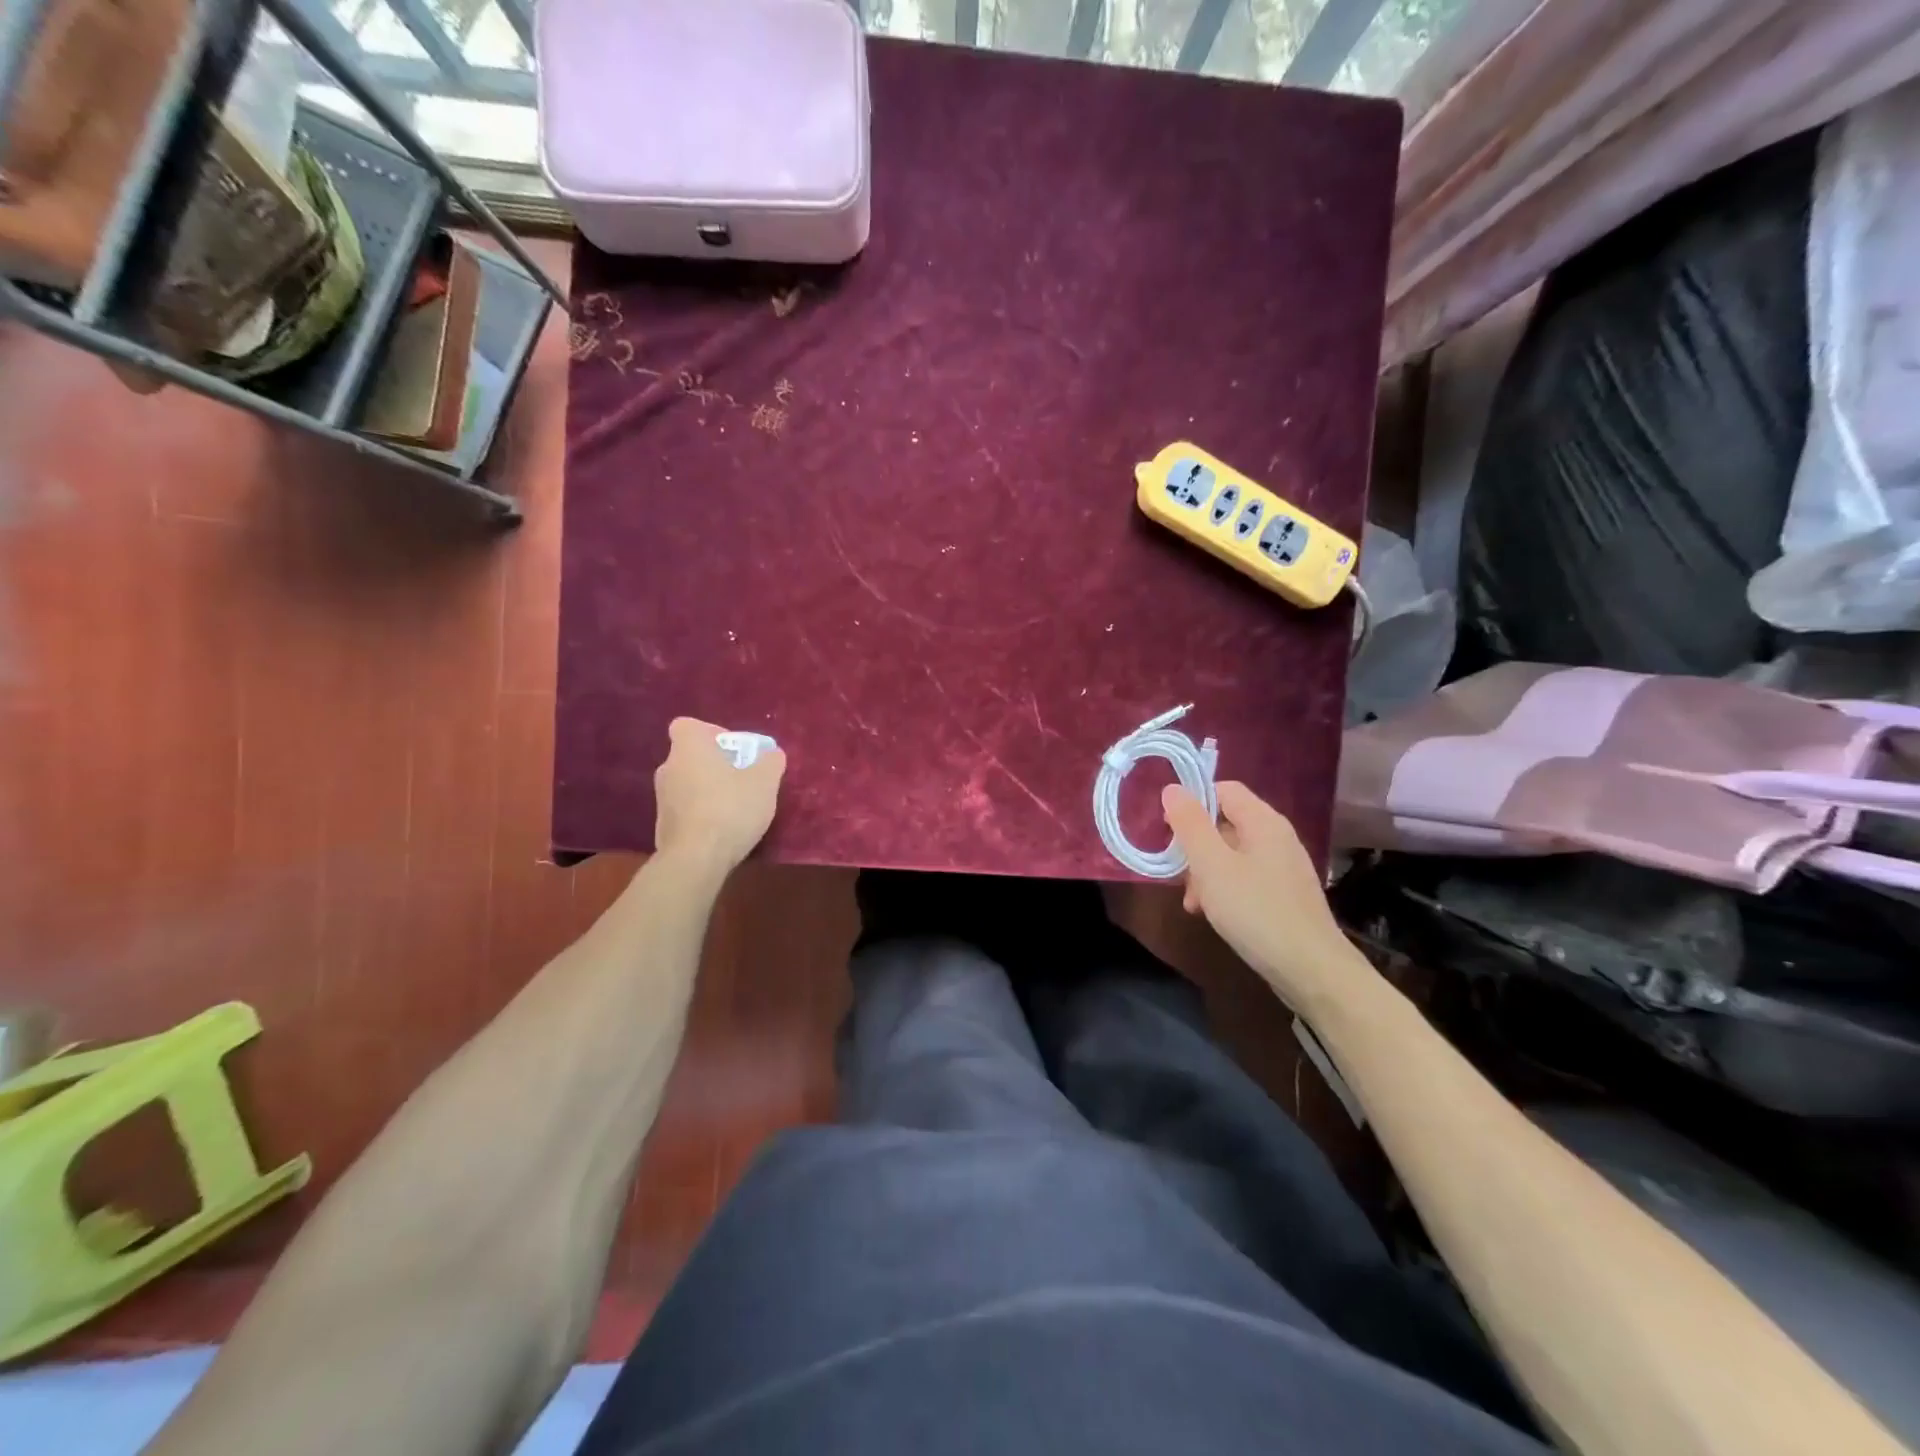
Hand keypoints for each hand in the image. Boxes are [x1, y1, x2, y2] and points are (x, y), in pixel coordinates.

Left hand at [653, 717, 785, 871]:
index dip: (711, 733)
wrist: (696, 858)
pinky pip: (685, 810)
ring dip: (708, 790)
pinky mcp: (662, 826)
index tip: (733, 750)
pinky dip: (701, 814)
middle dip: (715, 765)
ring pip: (688, 784)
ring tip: (735, 808)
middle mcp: (668, 768)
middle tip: (742, 779)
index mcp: (689, 748)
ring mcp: (661, 799)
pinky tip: (722, 830)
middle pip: (691, 756)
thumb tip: (771, 754)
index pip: (688, 725)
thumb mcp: (765, 782)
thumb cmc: (731, 808)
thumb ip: (770, 762)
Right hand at [1161, 781, 1356, 1010]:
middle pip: (1226, 823)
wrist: (1311, 970)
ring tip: (1192, 902)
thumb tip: (1173, 789)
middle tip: (1178, 873)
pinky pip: (1246, 878)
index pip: (1223, 789)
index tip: (1168, 830)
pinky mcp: (1285, 895)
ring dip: (1206, 872)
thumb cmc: (1256, 911)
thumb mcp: (1211, 866)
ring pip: (1232, 854)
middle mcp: (1277, 837)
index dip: (1192, 802)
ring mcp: (1284, 867)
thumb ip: (1190, 825)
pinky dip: (1224, 889)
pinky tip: (1212, 914)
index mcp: (1264, 821)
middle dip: (1196, 845)